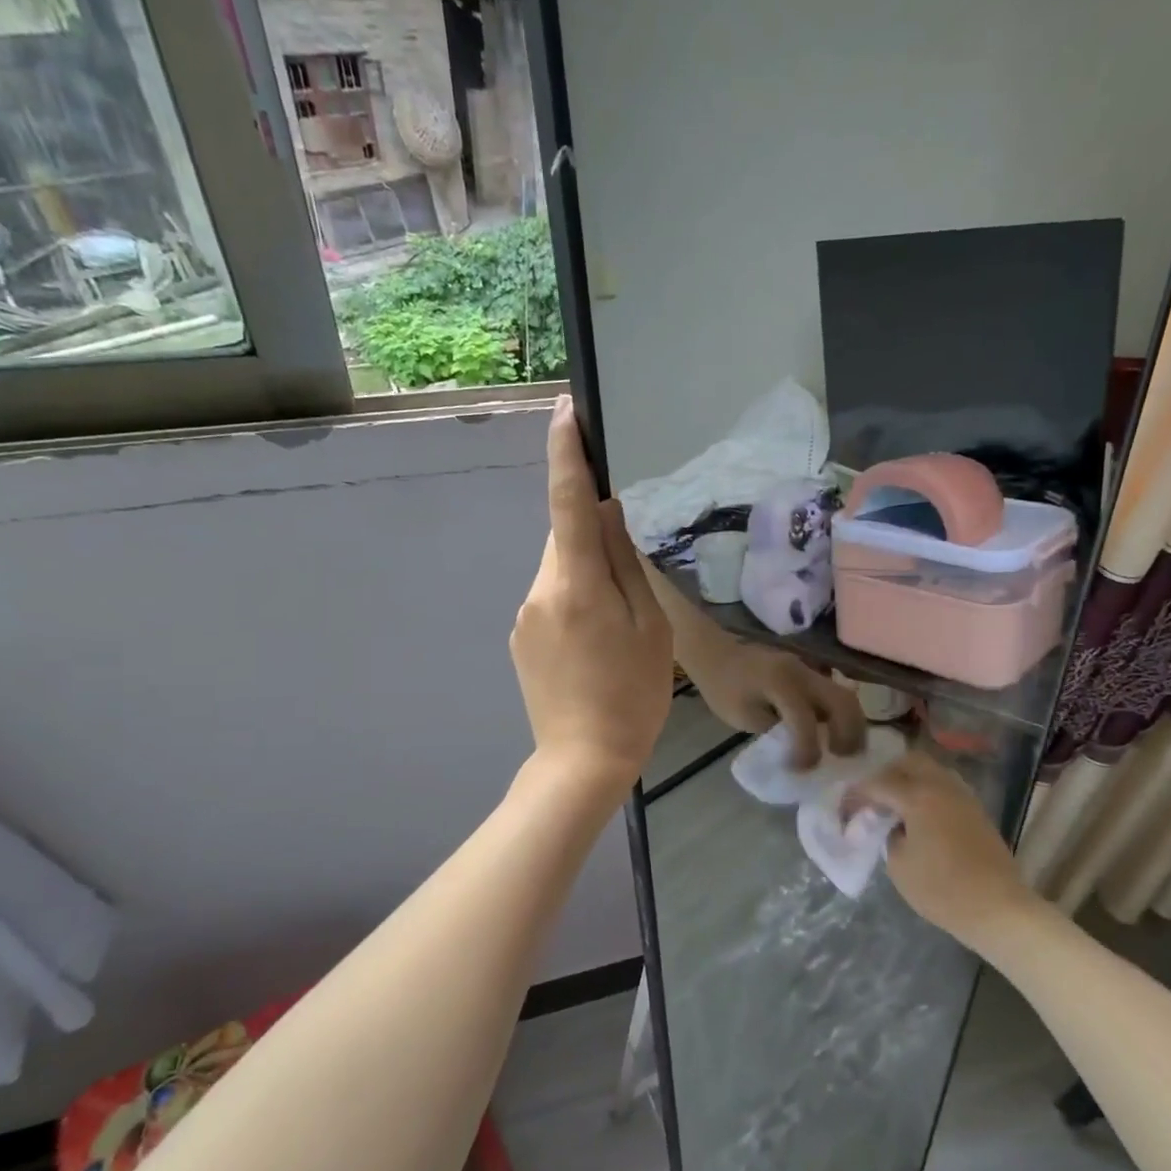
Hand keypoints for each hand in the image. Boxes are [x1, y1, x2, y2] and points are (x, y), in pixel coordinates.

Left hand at [511, 397, 672, 793]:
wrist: (581, 760)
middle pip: (566, 537)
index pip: (568, 502)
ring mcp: (524, 614)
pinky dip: (574, 599)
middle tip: (630, 564)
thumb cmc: (631, 696)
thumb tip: (609, 514)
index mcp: (577, 583)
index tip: (565, 411)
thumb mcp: (649, 628)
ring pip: (560, 568)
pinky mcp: (520, 637)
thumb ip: (626, 565)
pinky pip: (551, 597)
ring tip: (618, 618)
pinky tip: (595, 641)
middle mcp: (540, 588)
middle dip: (593, 534)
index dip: (566, 454)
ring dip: (586, 573)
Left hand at [683, 638, 866, 769]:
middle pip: (844, 703)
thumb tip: (802, 749)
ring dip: (852, 725)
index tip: (802, 770)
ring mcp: (810, 669)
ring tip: (844, 750)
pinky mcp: (810, 671)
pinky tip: (835, 733)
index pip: (805, 722)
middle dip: (849, 735)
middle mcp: (804, 673)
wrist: (715, 652)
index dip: (807, 752)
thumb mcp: (742, 717)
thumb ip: (775, 732)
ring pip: (846, 696)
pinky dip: (841, 714)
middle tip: (843, 759)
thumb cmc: (722, 686)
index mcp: (781, 684)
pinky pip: (835, 693)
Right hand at [850, 751, 1023, 942]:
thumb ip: (889, 835)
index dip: (857, 794)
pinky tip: (919, 816)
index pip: (878, 783)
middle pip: (909, 762)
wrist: (998, 908)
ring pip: (931, 771)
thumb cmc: (942, 889)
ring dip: (909, 780)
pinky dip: (927, 791)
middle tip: (873, 800)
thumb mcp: (899, 866)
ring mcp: (963, 796)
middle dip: (886, 775)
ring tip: (896, 806)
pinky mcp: (976, 810)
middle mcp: (941, 786)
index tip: (844, 808)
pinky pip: (945, 786)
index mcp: (918, 796)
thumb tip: (893, 825)